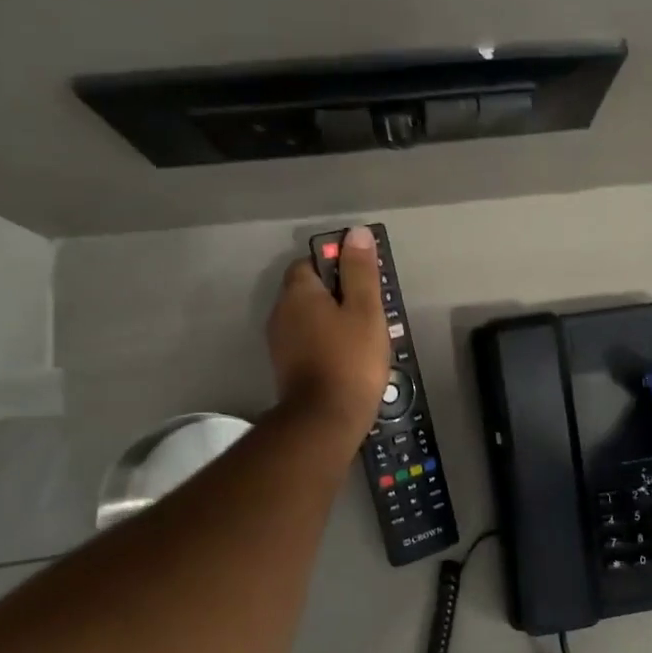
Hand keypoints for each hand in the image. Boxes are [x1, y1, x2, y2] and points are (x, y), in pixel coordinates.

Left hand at [266, 225, 389, 443]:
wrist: (325, 419)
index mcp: (298, 293)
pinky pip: (308, 341)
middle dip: (337, 294)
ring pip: (309, 317)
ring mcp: (280, 342)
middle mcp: (281, 313)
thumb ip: (360, 271)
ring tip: (364, 335)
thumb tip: (355, 233)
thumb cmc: (350, 358)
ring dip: (333, 320)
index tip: (363, 280)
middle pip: (310, 290)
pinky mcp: (287, 367)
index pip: (311, 263)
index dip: (337, 265)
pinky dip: (326, 341)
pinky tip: (349, 356)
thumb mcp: (365, 310)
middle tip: (371, 309)